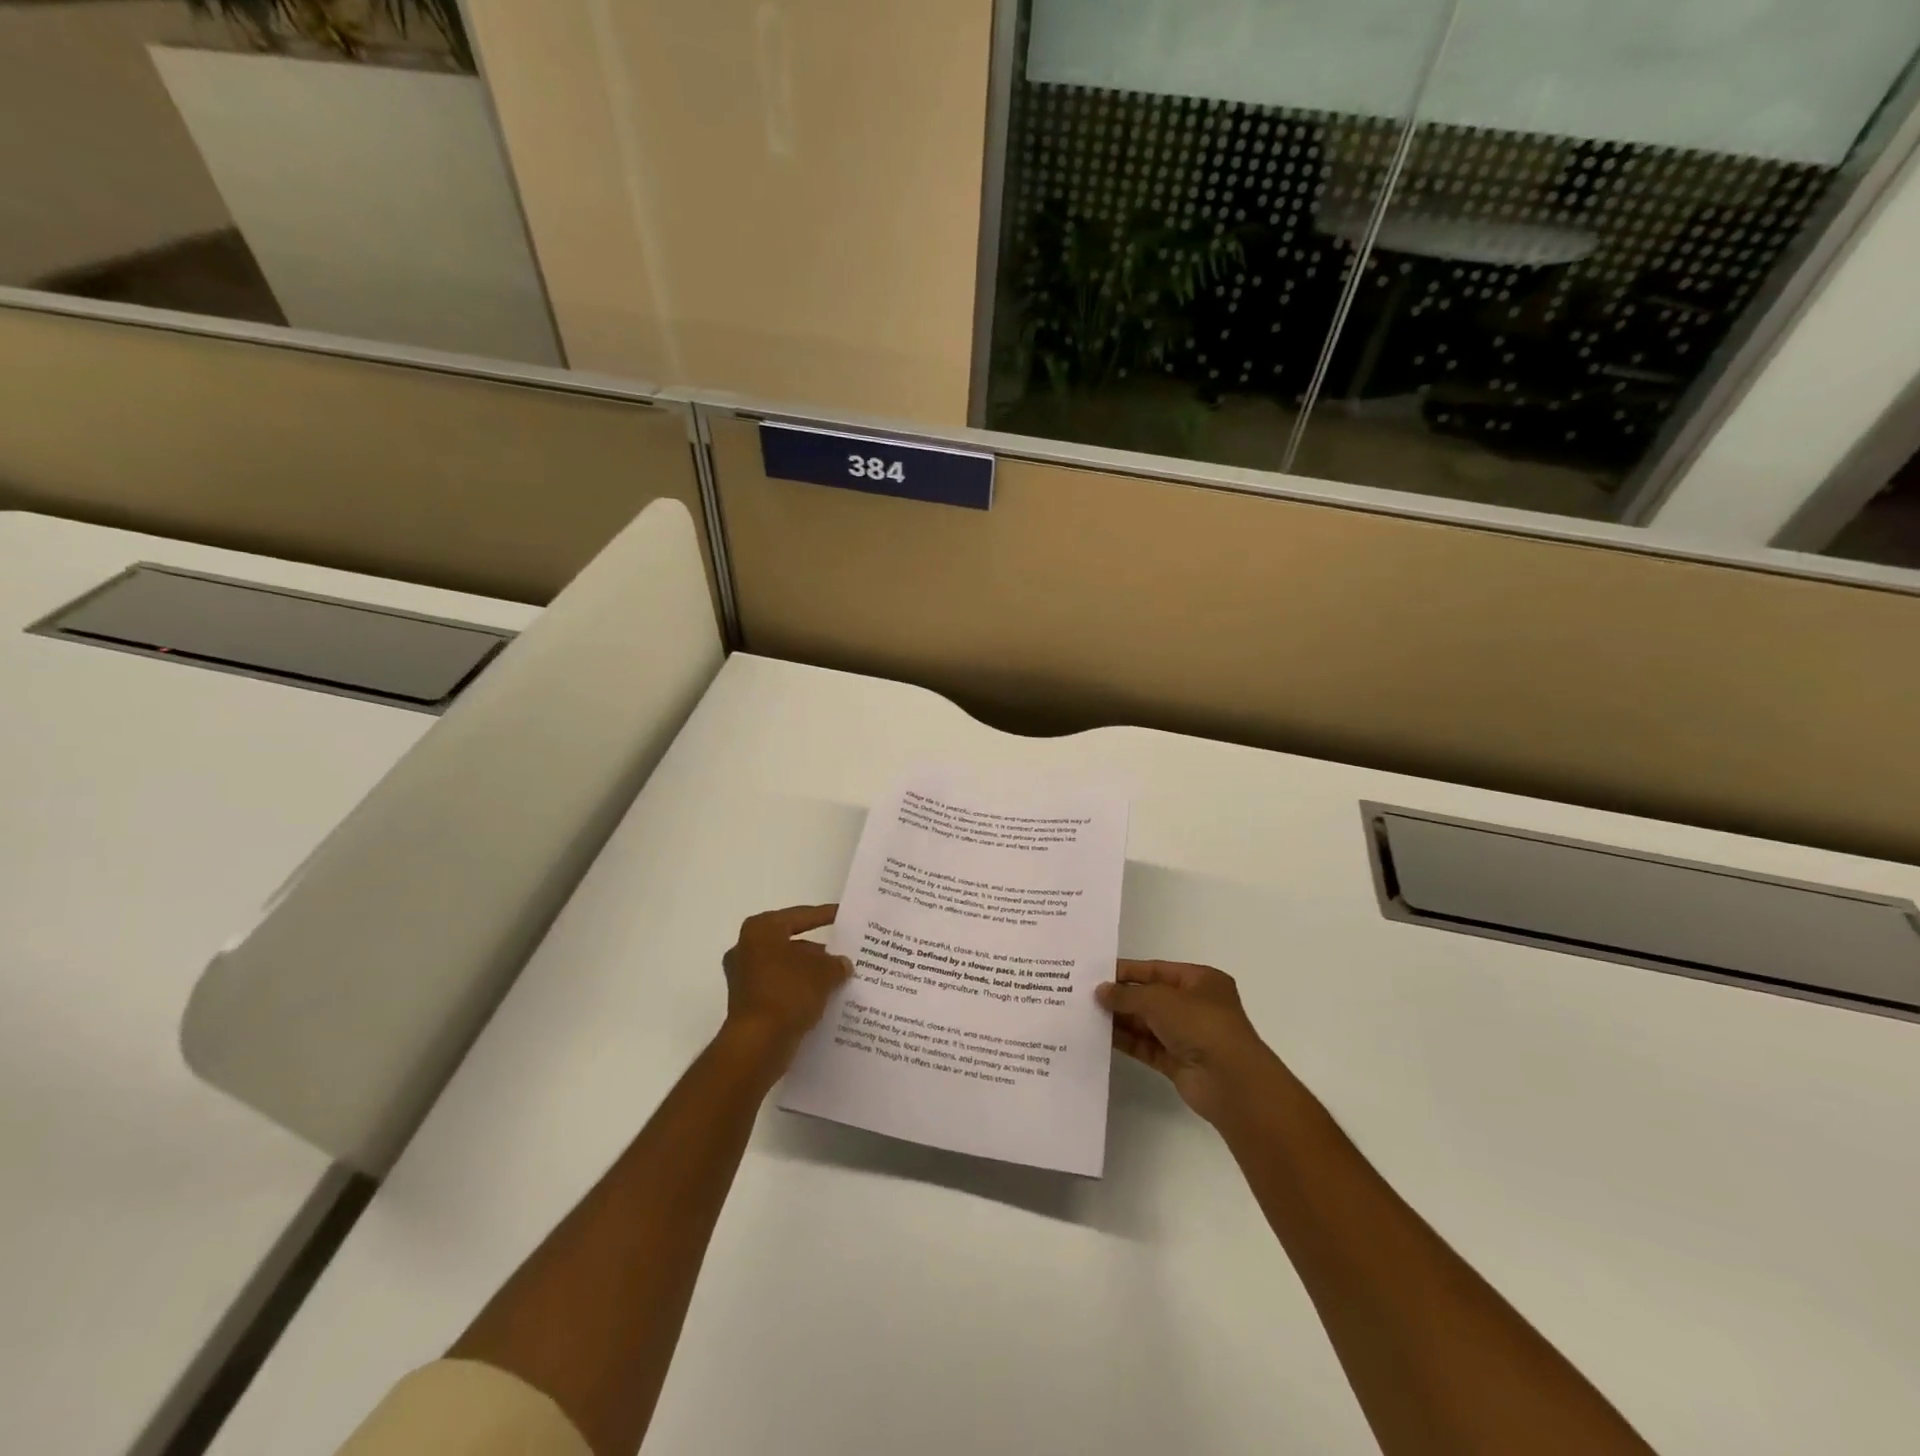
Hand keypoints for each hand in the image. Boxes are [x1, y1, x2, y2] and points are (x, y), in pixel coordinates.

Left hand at [720, 904, 852, 1069]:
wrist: (757, 1044)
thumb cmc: (788, 993)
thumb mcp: (824, 972)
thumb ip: (836, 963)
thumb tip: (842, 964)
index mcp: (761, 929)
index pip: (801, 916)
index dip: (826, 915)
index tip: (845, 916)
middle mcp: (746, 948)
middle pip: (791, 943)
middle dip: (818, 951)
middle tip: (844, 954)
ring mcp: (743, 977)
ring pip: (786, 968)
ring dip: (809, 973)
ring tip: (839, 980)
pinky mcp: (746, 1003)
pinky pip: (780, 989)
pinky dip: (799, 991)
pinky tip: (822, 999)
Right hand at [1097, 960, 1282, 1125]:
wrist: (1230, 1081)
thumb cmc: (1200, 1024)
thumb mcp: (1159, 1000)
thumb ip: (1126, 994)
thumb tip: (1100, 992)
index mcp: (1200, 980)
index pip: (1157, 970)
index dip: (1127, 970)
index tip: (1097, 973)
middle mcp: (1195, 1005)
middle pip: (1150, 997)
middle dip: (1121, 996)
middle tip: (1085, 994)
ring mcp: (1187, 1035)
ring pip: (1147, 1023)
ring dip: (1120, 1019)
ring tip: (1087, 1013)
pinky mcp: (1178, 1062)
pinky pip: (1146, 1046)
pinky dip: (1126, 1041)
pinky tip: (1101, 1036)